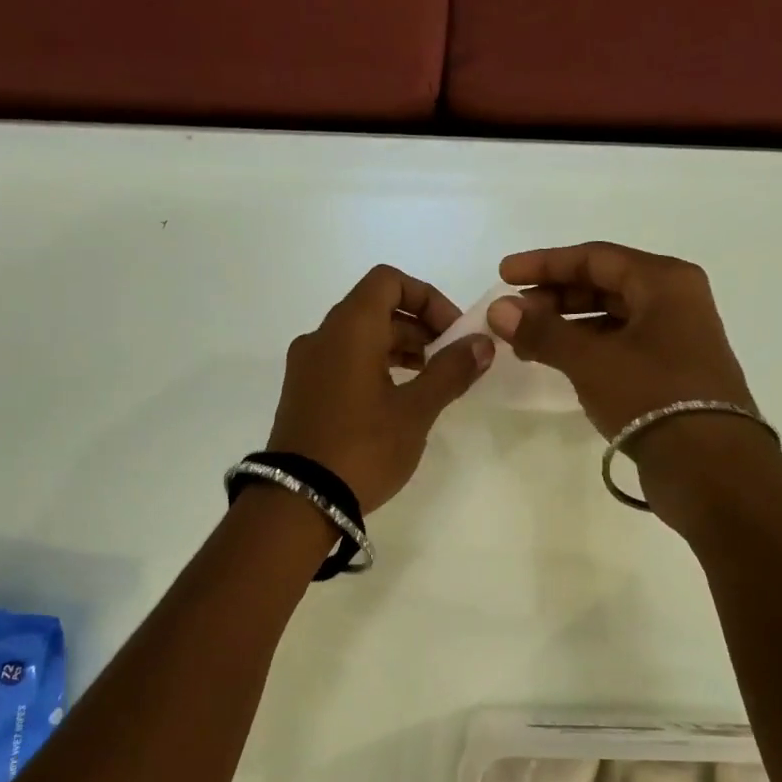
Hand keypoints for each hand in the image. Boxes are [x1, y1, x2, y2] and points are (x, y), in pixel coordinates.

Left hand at [267, 265, 492, 512]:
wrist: (298, 501)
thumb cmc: (363, 448)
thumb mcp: (415, 411)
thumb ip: (451, 371)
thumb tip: (482, 343)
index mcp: (349, 328)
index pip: (388, 281)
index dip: (427, 298)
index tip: (453, 333)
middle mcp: (322, 336)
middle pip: (375, 308)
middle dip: (419, 327)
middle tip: (449, 361)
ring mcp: (306, 365)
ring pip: (358, 336)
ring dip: (398, 348)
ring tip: (428, 382)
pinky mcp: (302, 392)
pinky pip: (342, 361)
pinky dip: (373, 366)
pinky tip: (395, 401)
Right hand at [487, 242, 754, 435]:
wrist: (709, 466)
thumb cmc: (651, 396)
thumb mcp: (591, 360)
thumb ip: (543, 331)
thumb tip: (498, 309)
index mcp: (664, 281)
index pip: (594, 258)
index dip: (545, 264)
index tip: (504, 275)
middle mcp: (674, 301)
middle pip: (603, 285)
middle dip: (553, 298)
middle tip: (512, 316)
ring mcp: (675, 338)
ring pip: (610, 318)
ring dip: (566, 327)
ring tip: (526, 344)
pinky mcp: (670, 372)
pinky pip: (619, 346)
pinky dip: (585, 349)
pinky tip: (557, 363)